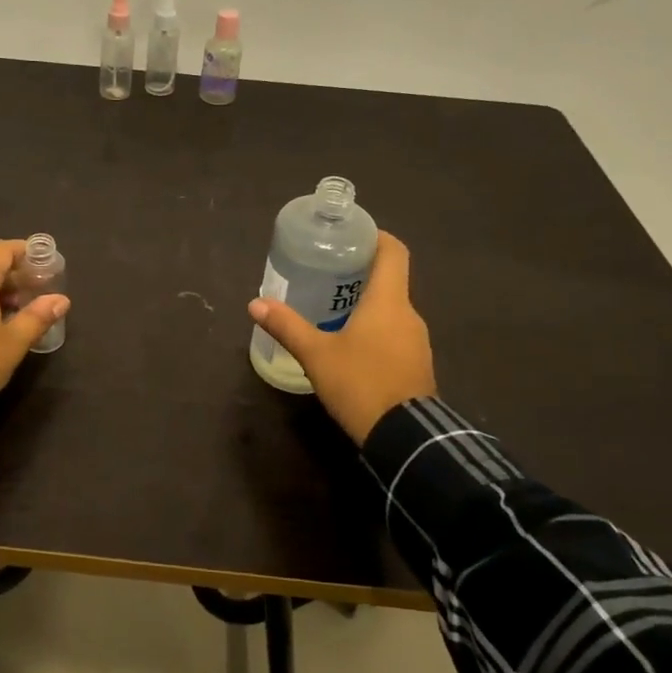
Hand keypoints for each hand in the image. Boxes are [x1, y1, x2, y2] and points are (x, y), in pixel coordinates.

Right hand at [247, 231, 435, 444]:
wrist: (405, 437)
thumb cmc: (360, 384)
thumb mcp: (316, 355)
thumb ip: (287, 326)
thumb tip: (255, 303)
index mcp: (388, 301)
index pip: (394, 252)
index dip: (375, 236)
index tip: (351, 235)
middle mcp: (409, 314)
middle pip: (390, 280)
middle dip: (361, 273)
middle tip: (328, 273)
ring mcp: (416, 341)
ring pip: (392, 310)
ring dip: (368, 304)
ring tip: (333, 308)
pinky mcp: (416, 365)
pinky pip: (396, 334)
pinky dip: (376, 329)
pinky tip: (351, 345)